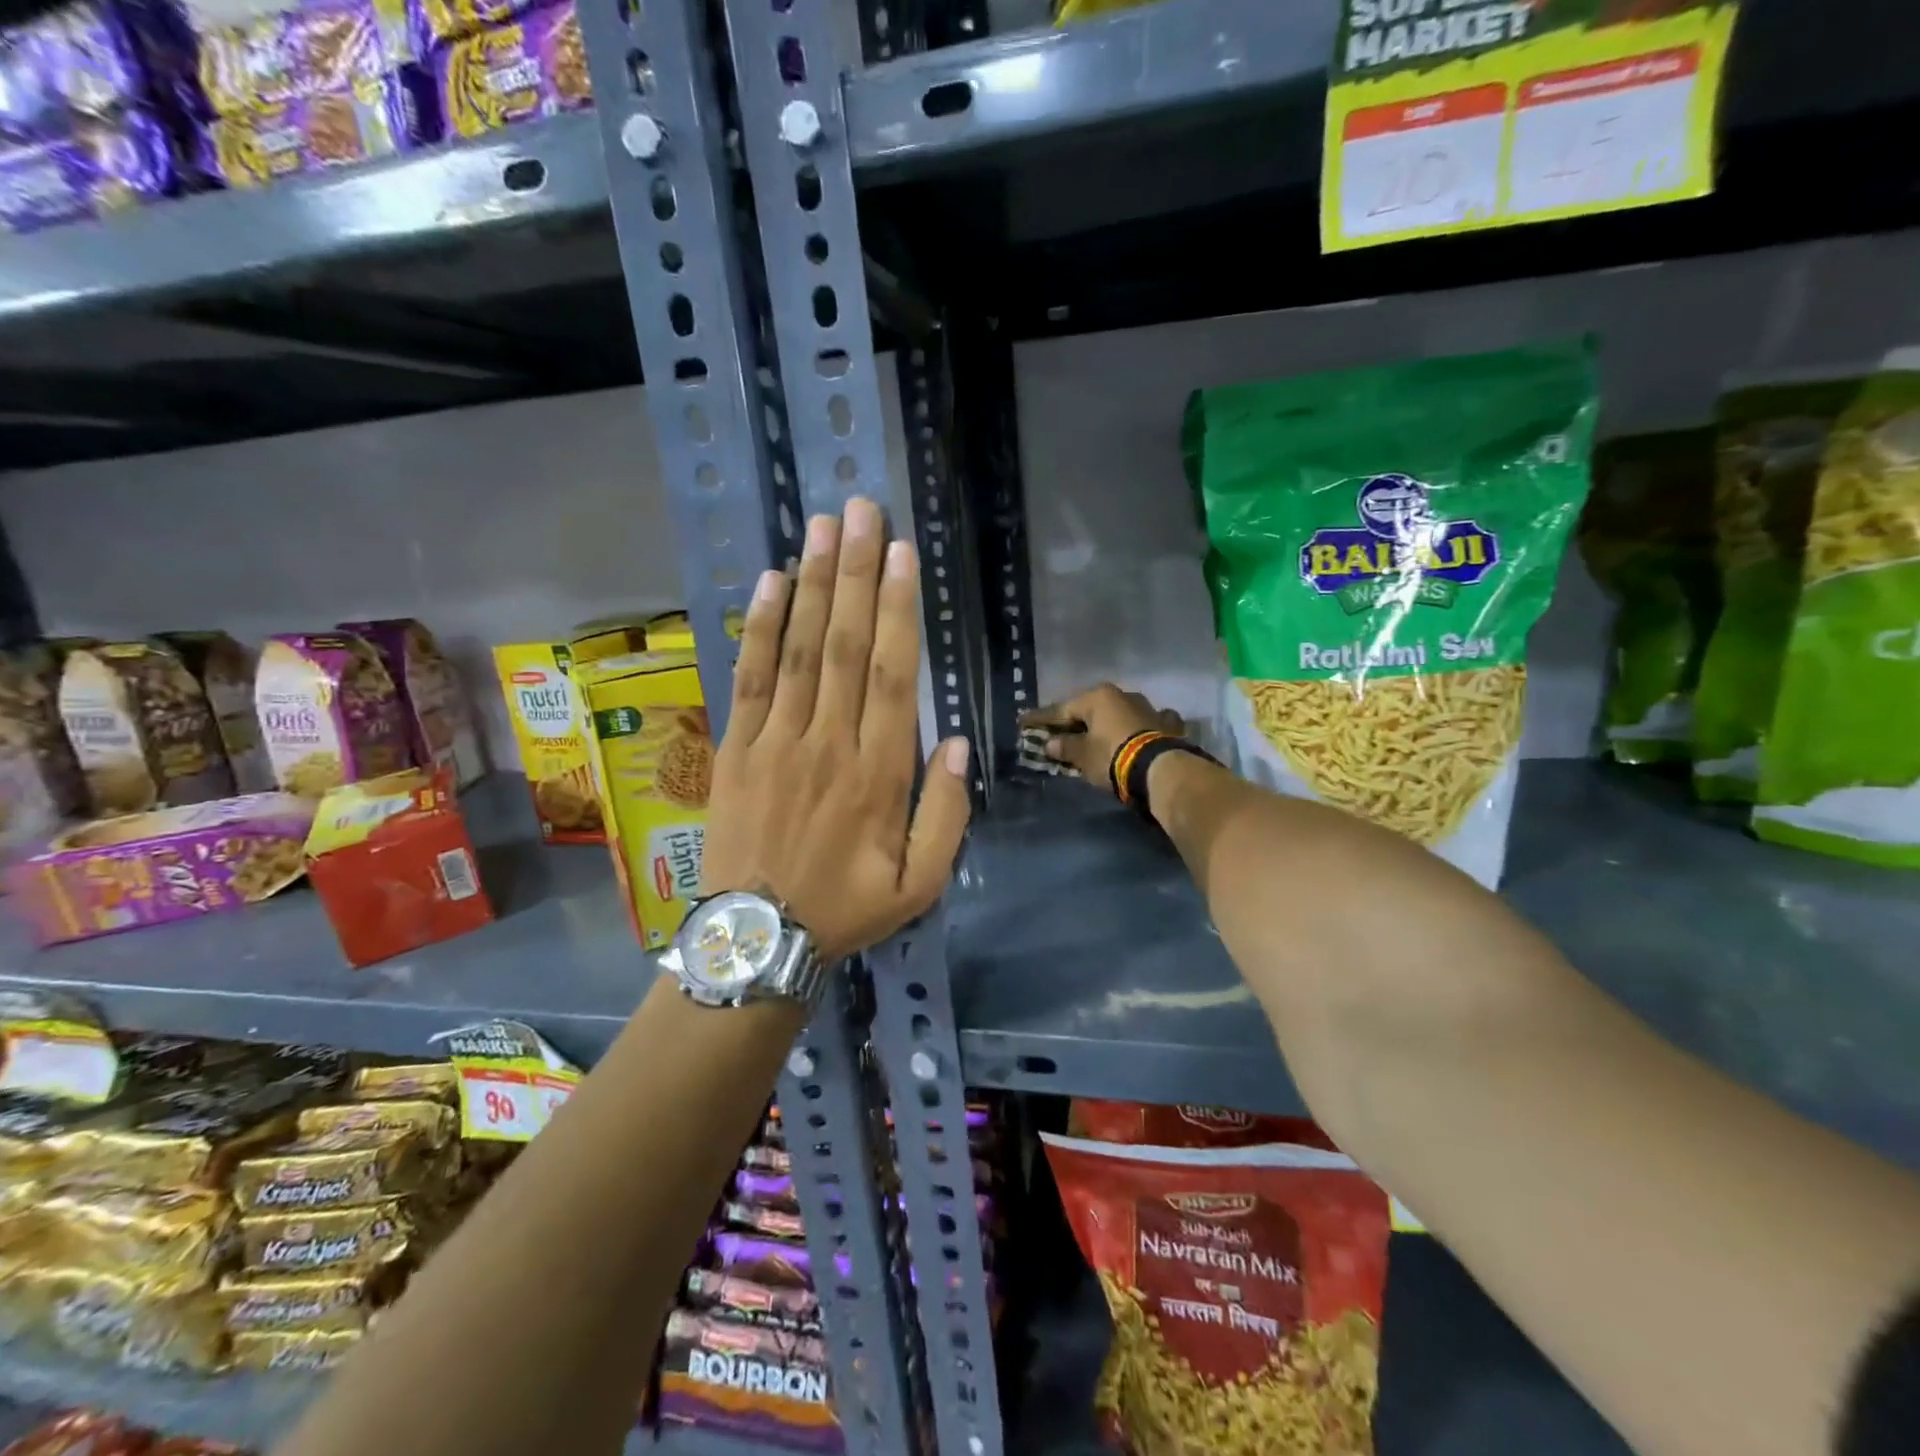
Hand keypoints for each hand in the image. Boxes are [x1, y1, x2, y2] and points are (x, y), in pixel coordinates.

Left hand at [700, 498, 971, 962]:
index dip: (898, 609)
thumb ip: (945, 813)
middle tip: (862, 511)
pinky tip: (770, 582)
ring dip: (812, 584)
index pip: (891, 674)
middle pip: (844, 645)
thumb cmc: (846, 909)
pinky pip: (750, 678)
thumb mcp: (920, 883)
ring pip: (798, 650)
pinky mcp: (736, 749)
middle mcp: (828, 743)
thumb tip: (953, 741)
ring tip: (821, 526)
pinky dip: (759, 628)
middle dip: (857, 573)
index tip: (902, 554)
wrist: (758, 940)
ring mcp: (776, 742)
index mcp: (878, 774)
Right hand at [1022, 683, 1183, 794]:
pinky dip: (1139, 729)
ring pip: (1120, 714)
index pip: (1061, 709)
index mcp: (1098, 697)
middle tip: (1059, 731)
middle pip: (1091, 710)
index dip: (1040, 719)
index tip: (1023, 722)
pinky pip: (1146, 724)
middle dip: (1076, 721)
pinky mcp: (1167, 725)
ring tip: (1098, 735)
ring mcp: (1149, 708)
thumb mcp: (1082, 755)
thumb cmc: (1112, 757)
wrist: (1161, 769)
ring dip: (1108, 723)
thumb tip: (1050, 743)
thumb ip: (1065, 747)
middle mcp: (1123, 695)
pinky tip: (1139, 734)